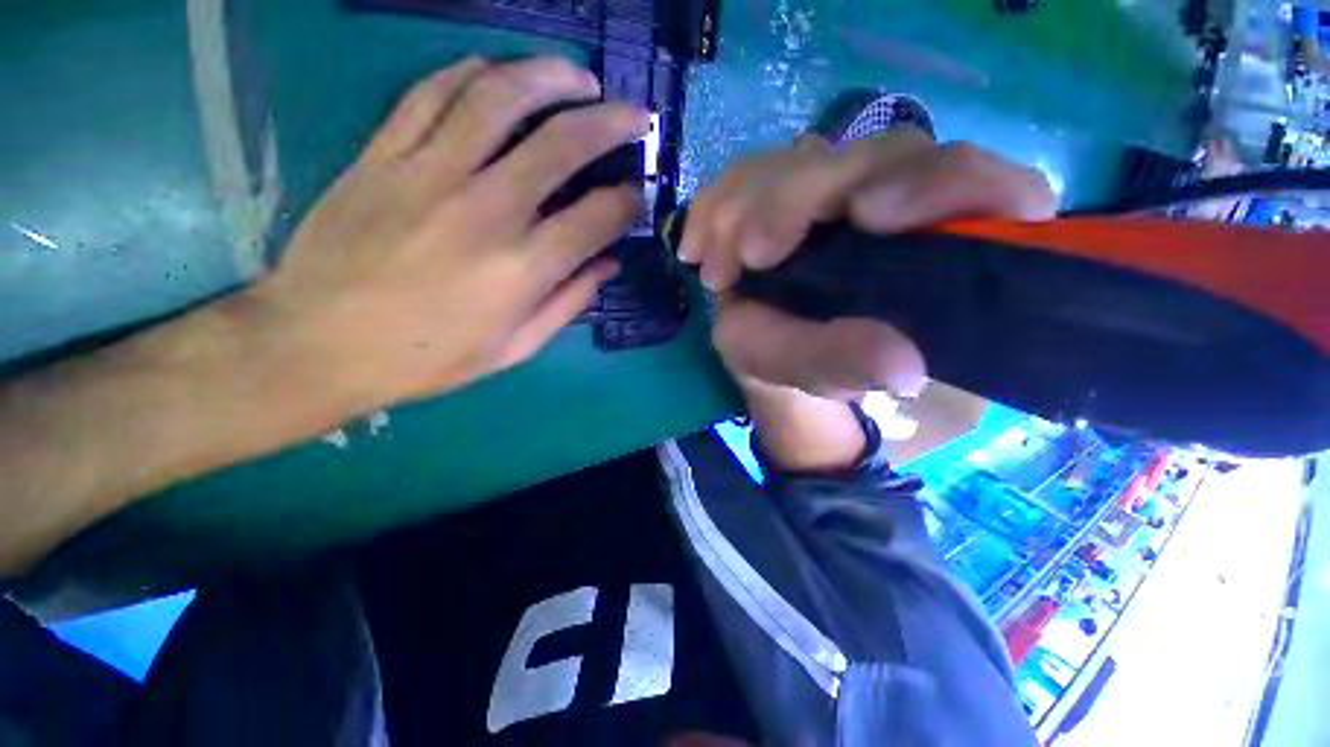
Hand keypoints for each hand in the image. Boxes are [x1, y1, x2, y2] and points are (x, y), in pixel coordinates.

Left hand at [250, 57, 648, 411]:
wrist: (318, 344)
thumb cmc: (428, 357)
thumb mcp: (515, 348)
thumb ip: (569, 302)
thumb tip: (609, 264)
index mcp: (523, 269)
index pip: (598, 217)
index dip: (628, 201)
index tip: (638, 195)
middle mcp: (486, 211)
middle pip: (562, 143)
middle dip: (611, 123)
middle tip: (634, 117)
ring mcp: (429, 173)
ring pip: (500, 97)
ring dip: (550, 77)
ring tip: (579, 79)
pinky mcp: (383, 155)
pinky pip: (433, 93)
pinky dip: (473, 74)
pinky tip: (498, 74)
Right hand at [681, 130, 1057, 401]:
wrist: (773, 346)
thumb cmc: (810, 360)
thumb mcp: (824, 370)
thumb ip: (851, 363)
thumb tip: (900, 366)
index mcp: (933, 240)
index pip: (969, 179)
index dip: (936, 181)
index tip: (865, 215)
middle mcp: (890, 198)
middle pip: (867, 156)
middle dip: (798, 199)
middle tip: (749, 255)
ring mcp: (832, 188)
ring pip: (799, 163)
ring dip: (745, 208)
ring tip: (715, 271)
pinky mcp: (783, 190)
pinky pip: (748, 176)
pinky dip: (715, 208)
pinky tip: (698, 248)